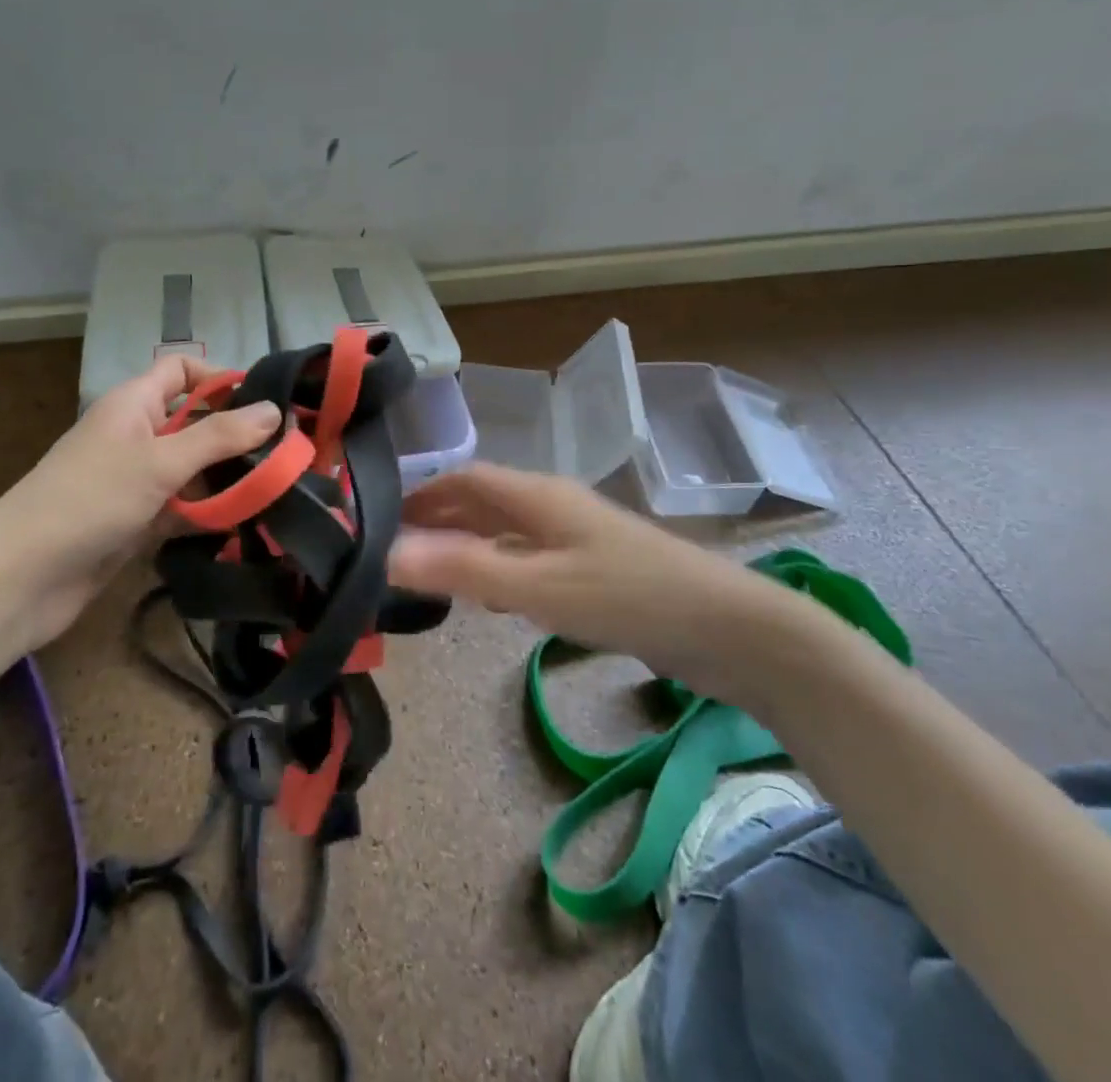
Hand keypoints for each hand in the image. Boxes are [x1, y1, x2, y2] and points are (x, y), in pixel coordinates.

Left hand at [0, 357, 282, 649]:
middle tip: (289, 452)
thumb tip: (275, 410)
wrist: (21, 579)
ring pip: (195, 469)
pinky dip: (211, 512)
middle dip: (237, 435)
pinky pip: (185, 507)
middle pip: (196, 422)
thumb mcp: (160, 461)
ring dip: (229, 478)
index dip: (220, 377)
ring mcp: (138, 481)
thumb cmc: (89, 500)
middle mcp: (138, 436)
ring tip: (281, 489)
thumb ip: (220, 436)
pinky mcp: (140, 522)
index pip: (181, 370)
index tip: (265, 403)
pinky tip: (249, 523)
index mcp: (134, 404)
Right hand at [388, 463, 803, 706]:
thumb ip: (463, 568)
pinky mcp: (596, 570)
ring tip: (431, 569)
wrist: (728, 630)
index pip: (466, 479)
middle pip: (485, 501)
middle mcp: (554, 507)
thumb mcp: (539, 585)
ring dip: (468, 543)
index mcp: (538, 496)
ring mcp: (578, 538)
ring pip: (508, 530)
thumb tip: (386, 551)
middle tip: (396, 547)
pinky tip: (492, 596)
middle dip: (440, 517)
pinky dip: (500, 568)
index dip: (424, 493)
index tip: (382, 516)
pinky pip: (531, 558)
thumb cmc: (628, 597)